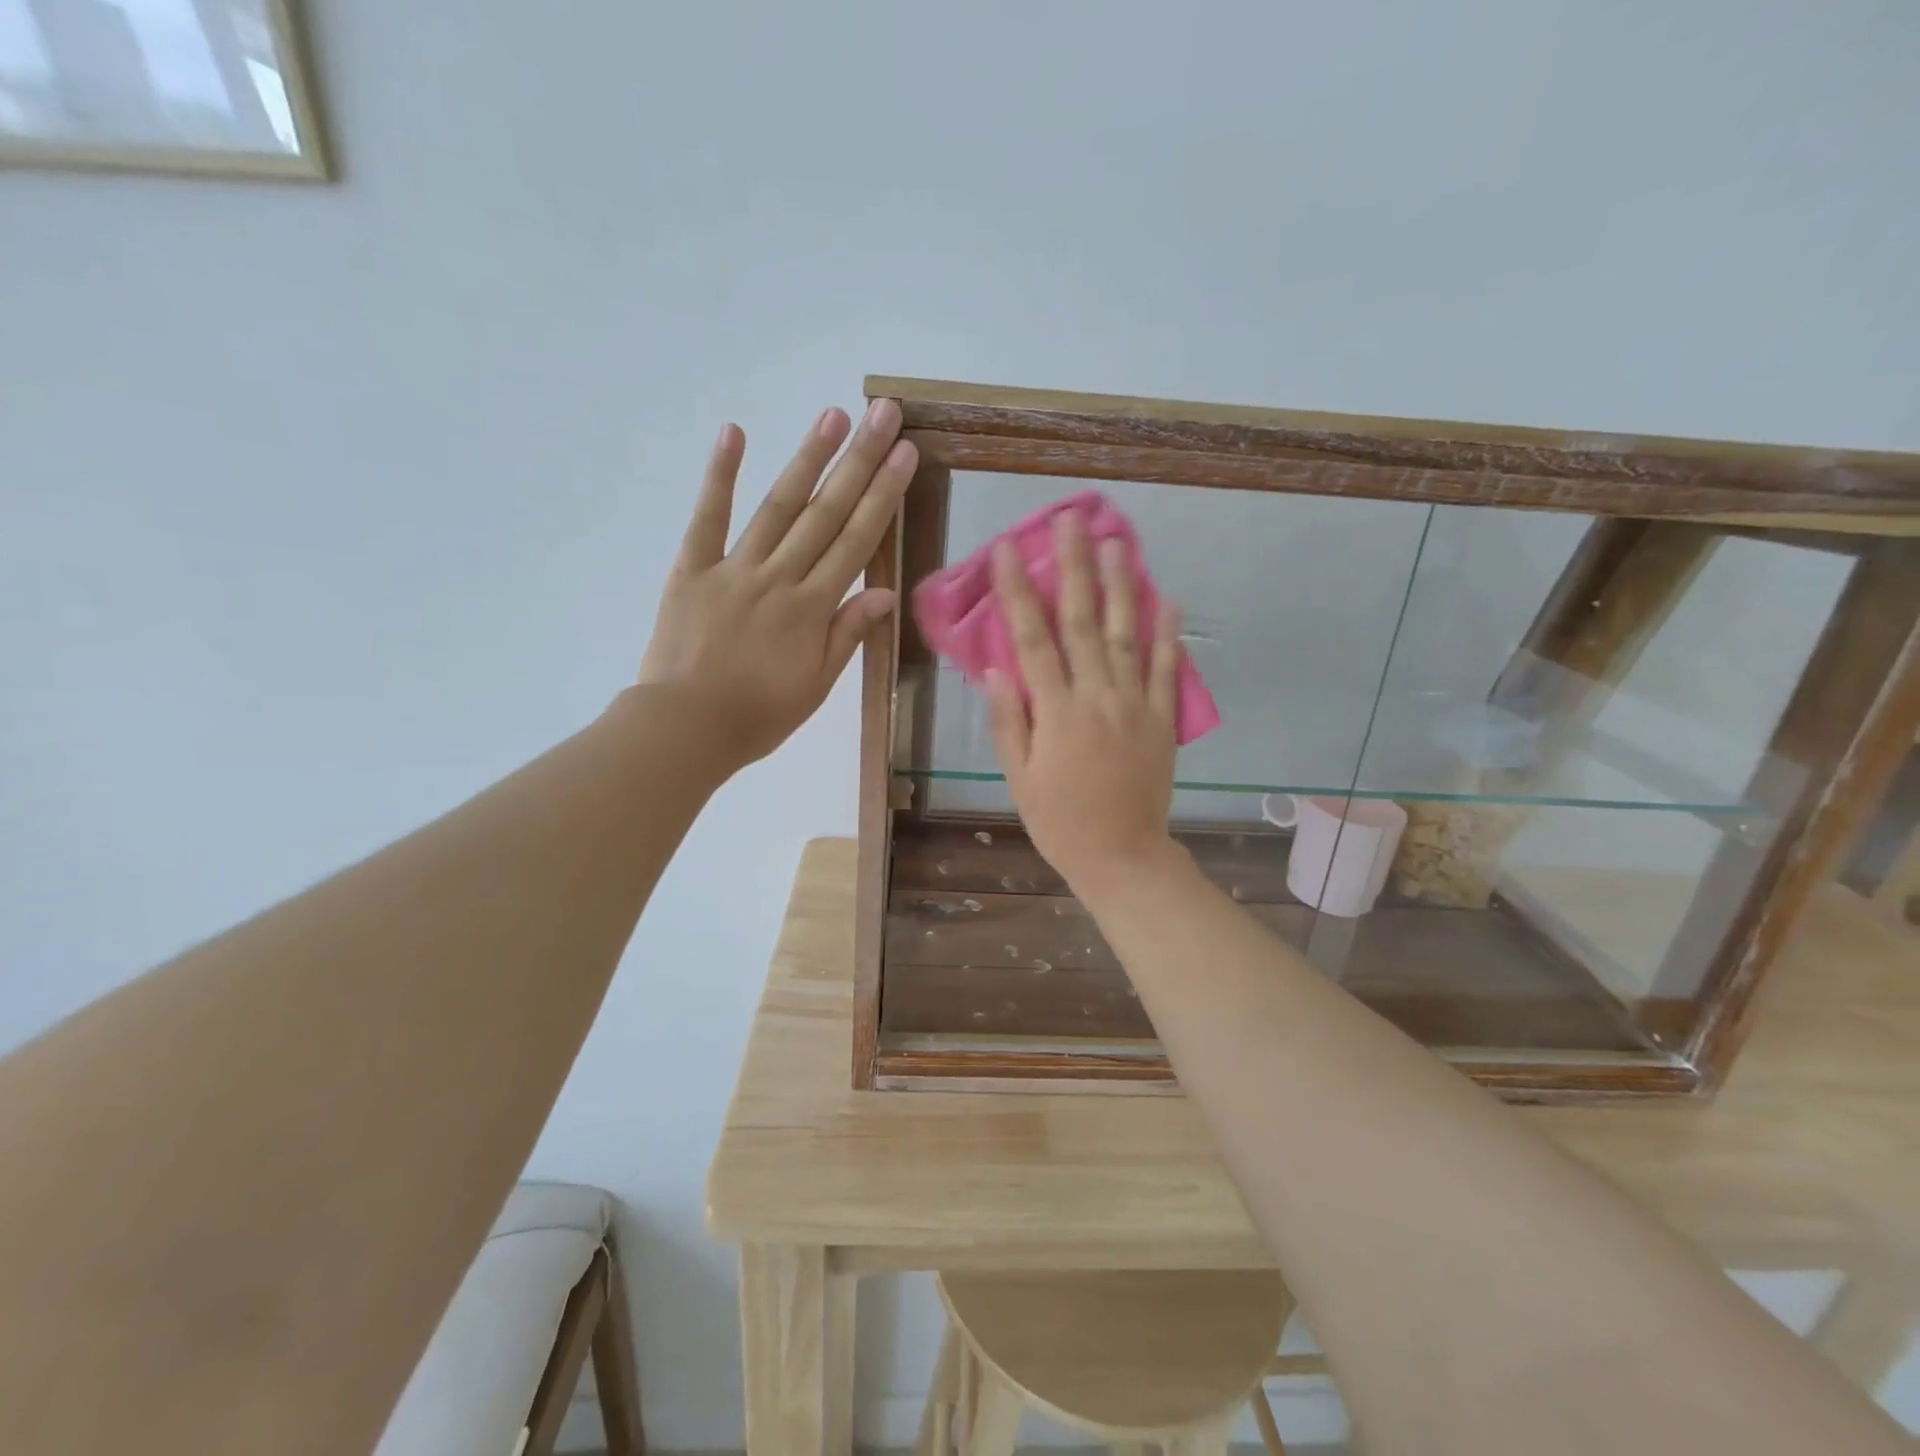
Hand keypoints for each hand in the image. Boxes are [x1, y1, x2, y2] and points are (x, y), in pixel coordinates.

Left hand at [638, 399, 916, 771]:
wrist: (684, 729)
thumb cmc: (758, 716)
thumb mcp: (816, 685)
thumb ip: (848, 634)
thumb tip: (885, 591)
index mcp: (812, 608)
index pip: (856, 542)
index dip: (883, 495)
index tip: (905, 454)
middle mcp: (779, 577)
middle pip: (824, 513)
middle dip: (858, 462)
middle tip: (883, 414)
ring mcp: (733, 568)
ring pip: (777, 506)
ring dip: (807, 458)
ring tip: (833, 415)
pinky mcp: (692, 569)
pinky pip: (707, 518)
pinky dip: (720, 476)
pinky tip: (735, 433)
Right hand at [984, 510, 1182, 892]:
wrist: (1123, 857)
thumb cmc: (1060, 822)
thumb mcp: (1020, 779)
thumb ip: (1009, 722)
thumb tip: (997, 669)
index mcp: (1056, 713)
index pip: (1033, 640)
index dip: (1018, 592)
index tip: (1008, 550)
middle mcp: (1097, 698)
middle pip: (1082, 623)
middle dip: (1074, 568)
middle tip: (1071, 522)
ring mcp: (1136, 706)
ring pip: (1127, 635)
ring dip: (1121, 586)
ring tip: (1117, 542)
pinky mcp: (1163, 720)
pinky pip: (1168, 671)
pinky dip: (1170, 635)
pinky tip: (1169, 599)